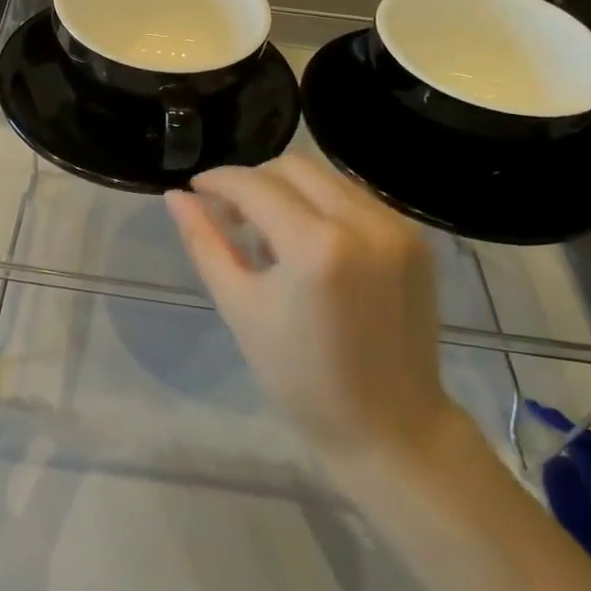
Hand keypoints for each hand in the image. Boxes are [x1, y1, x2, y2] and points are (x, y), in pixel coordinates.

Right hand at [166, 156, 455, 470]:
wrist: (389, 424)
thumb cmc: (300, 376)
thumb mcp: (239, 307)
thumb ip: (205, 242)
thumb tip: (174, 197)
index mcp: (316, 246)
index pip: (255, 185)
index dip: (219, 180)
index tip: (195, 189)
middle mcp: (364, 223)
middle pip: (294, 166)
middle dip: (254, 181)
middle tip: (231, 215)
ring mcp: (397, 228)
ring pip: (327, 177)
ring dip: (289, 191)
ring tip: (270, 234)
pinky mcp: (416, 239)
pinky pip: (356, 199)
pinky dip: (323, 206)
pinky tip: (310, 244)